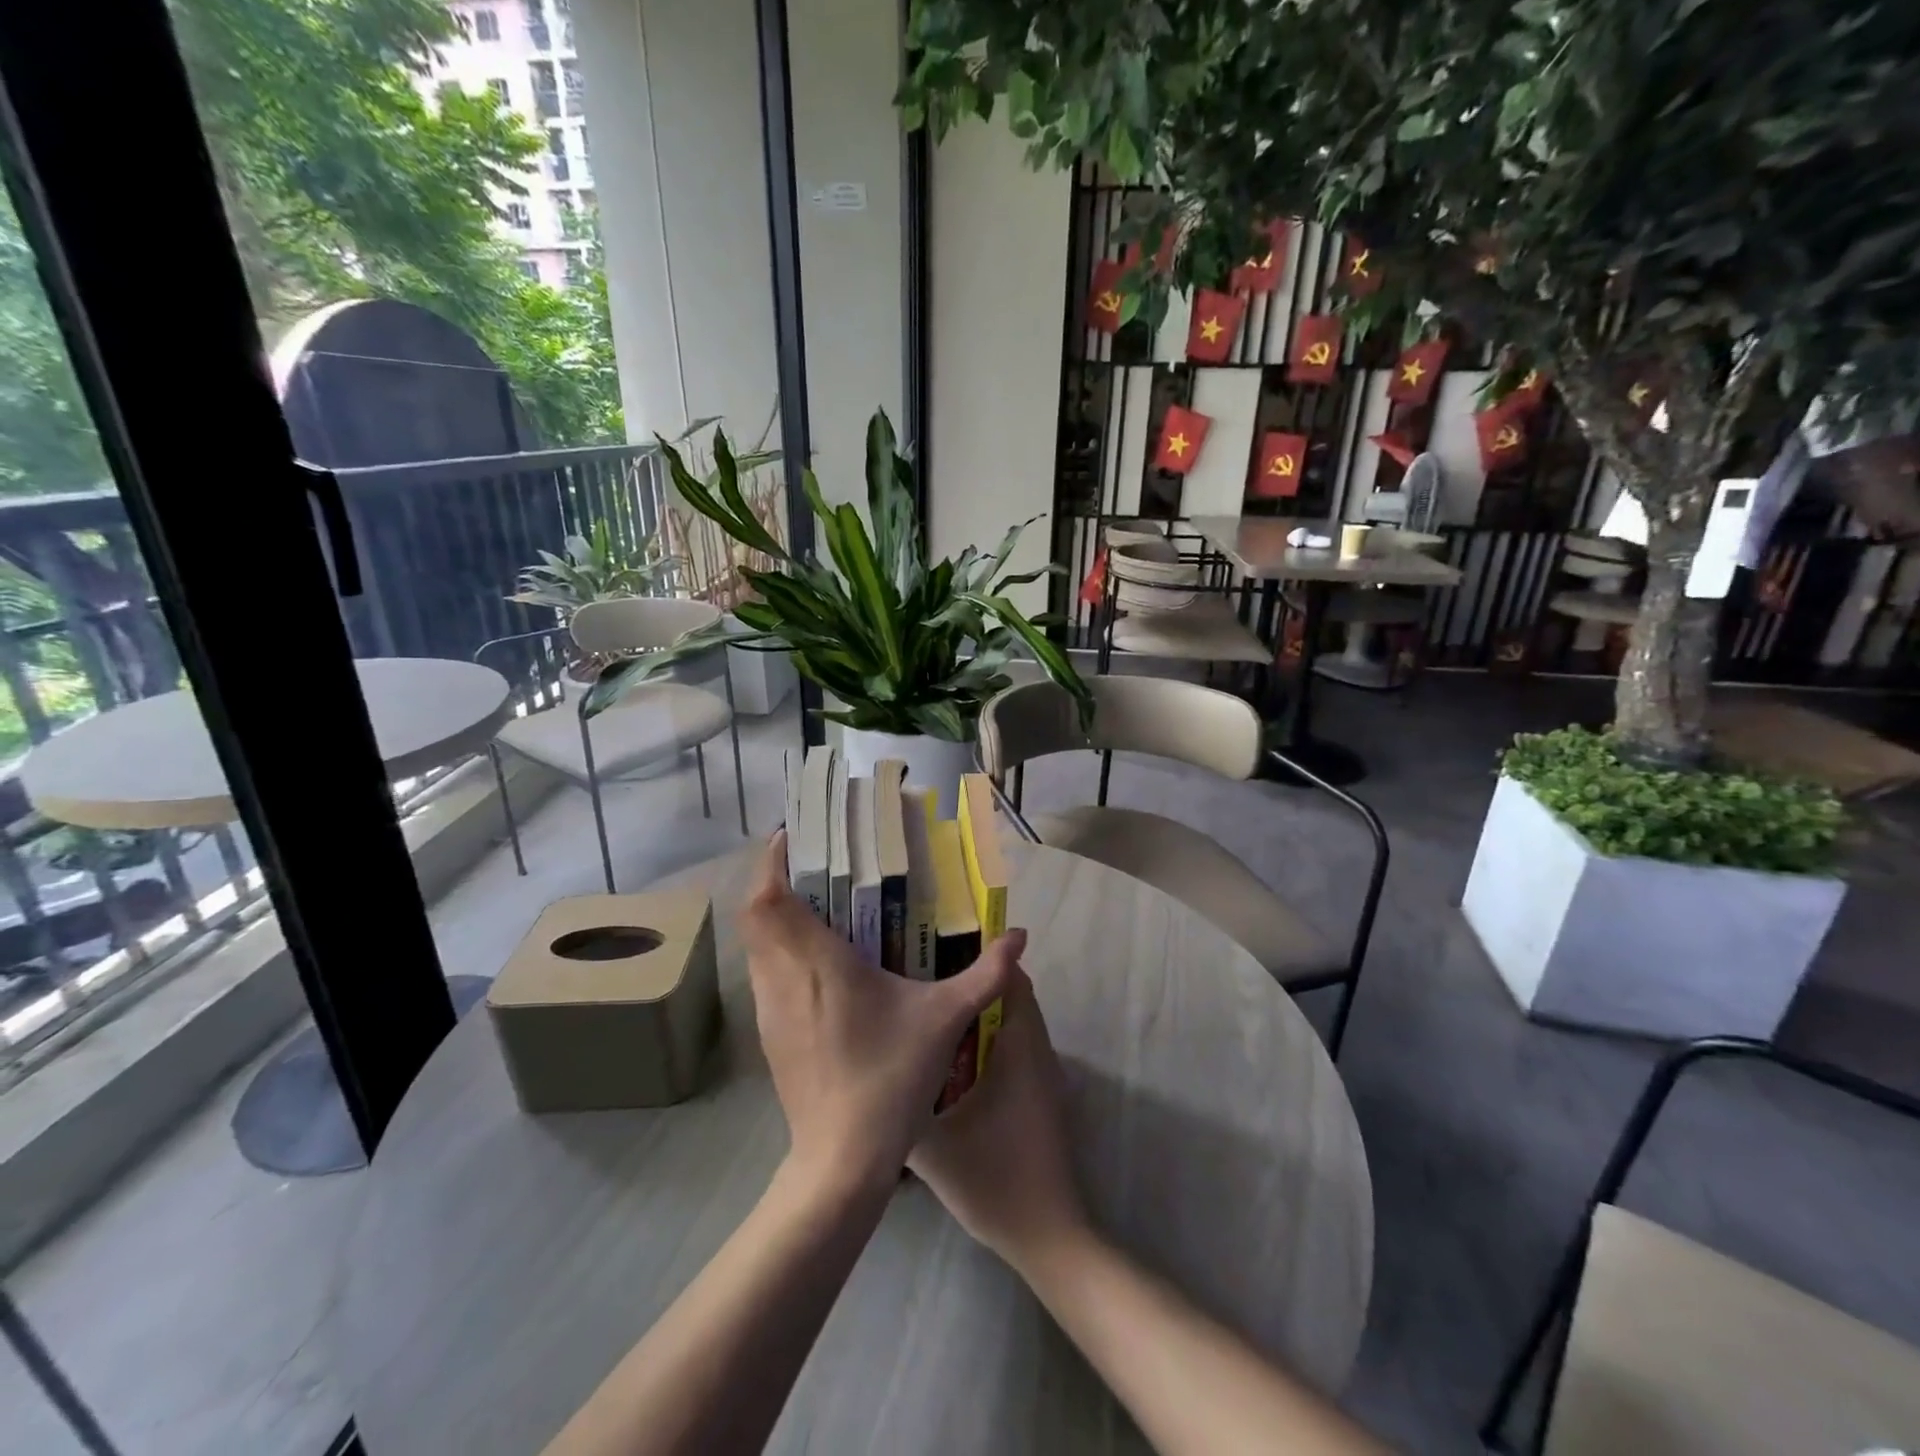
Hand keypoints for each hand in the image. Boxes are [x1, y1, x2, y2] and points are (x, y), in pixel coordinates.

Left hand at [742, 831, 1021, 1195]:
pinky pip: (764, 973)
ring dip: (776, 916)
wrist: (840, 1162)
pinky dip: (779, 951)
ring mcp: (768, 1009)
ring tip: (820, 906)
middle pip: (755, 913)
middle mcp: (782, 977)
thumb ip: (986, 974)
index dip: (774, 860)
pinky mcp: (769, 1035)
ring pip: (756, 944)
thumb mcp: (945, 1020)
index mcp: (817, 961)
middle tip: (819, 866)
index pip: (768, 896)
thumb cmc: (889, 1079)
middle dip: (777, 880)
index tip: (798, 837)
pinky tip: (820, 964)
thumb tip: (1021, 936)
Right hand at [908, 968, 1088, 1271]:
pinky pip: (1014, 1048)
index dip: (980, 957)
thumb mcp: (932, 1145)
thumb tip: (871, 1074)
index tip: (937, 949)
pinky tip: (949, 1059)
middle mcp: (1037, 1051)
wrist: (1048, 1237)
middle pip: (1011, 996)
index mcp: (1019, 1047)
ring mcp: (1042, 1076)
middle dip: (971, 983)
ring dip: (979, 1014)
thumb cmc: (994, 1179)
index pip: (1010, 979)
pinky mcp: (1039, 1097)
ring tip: (929, 1012)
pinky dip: (986, 1040)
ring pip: (1012, 1024)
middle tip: (923, 979)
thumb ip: (900, 1104)